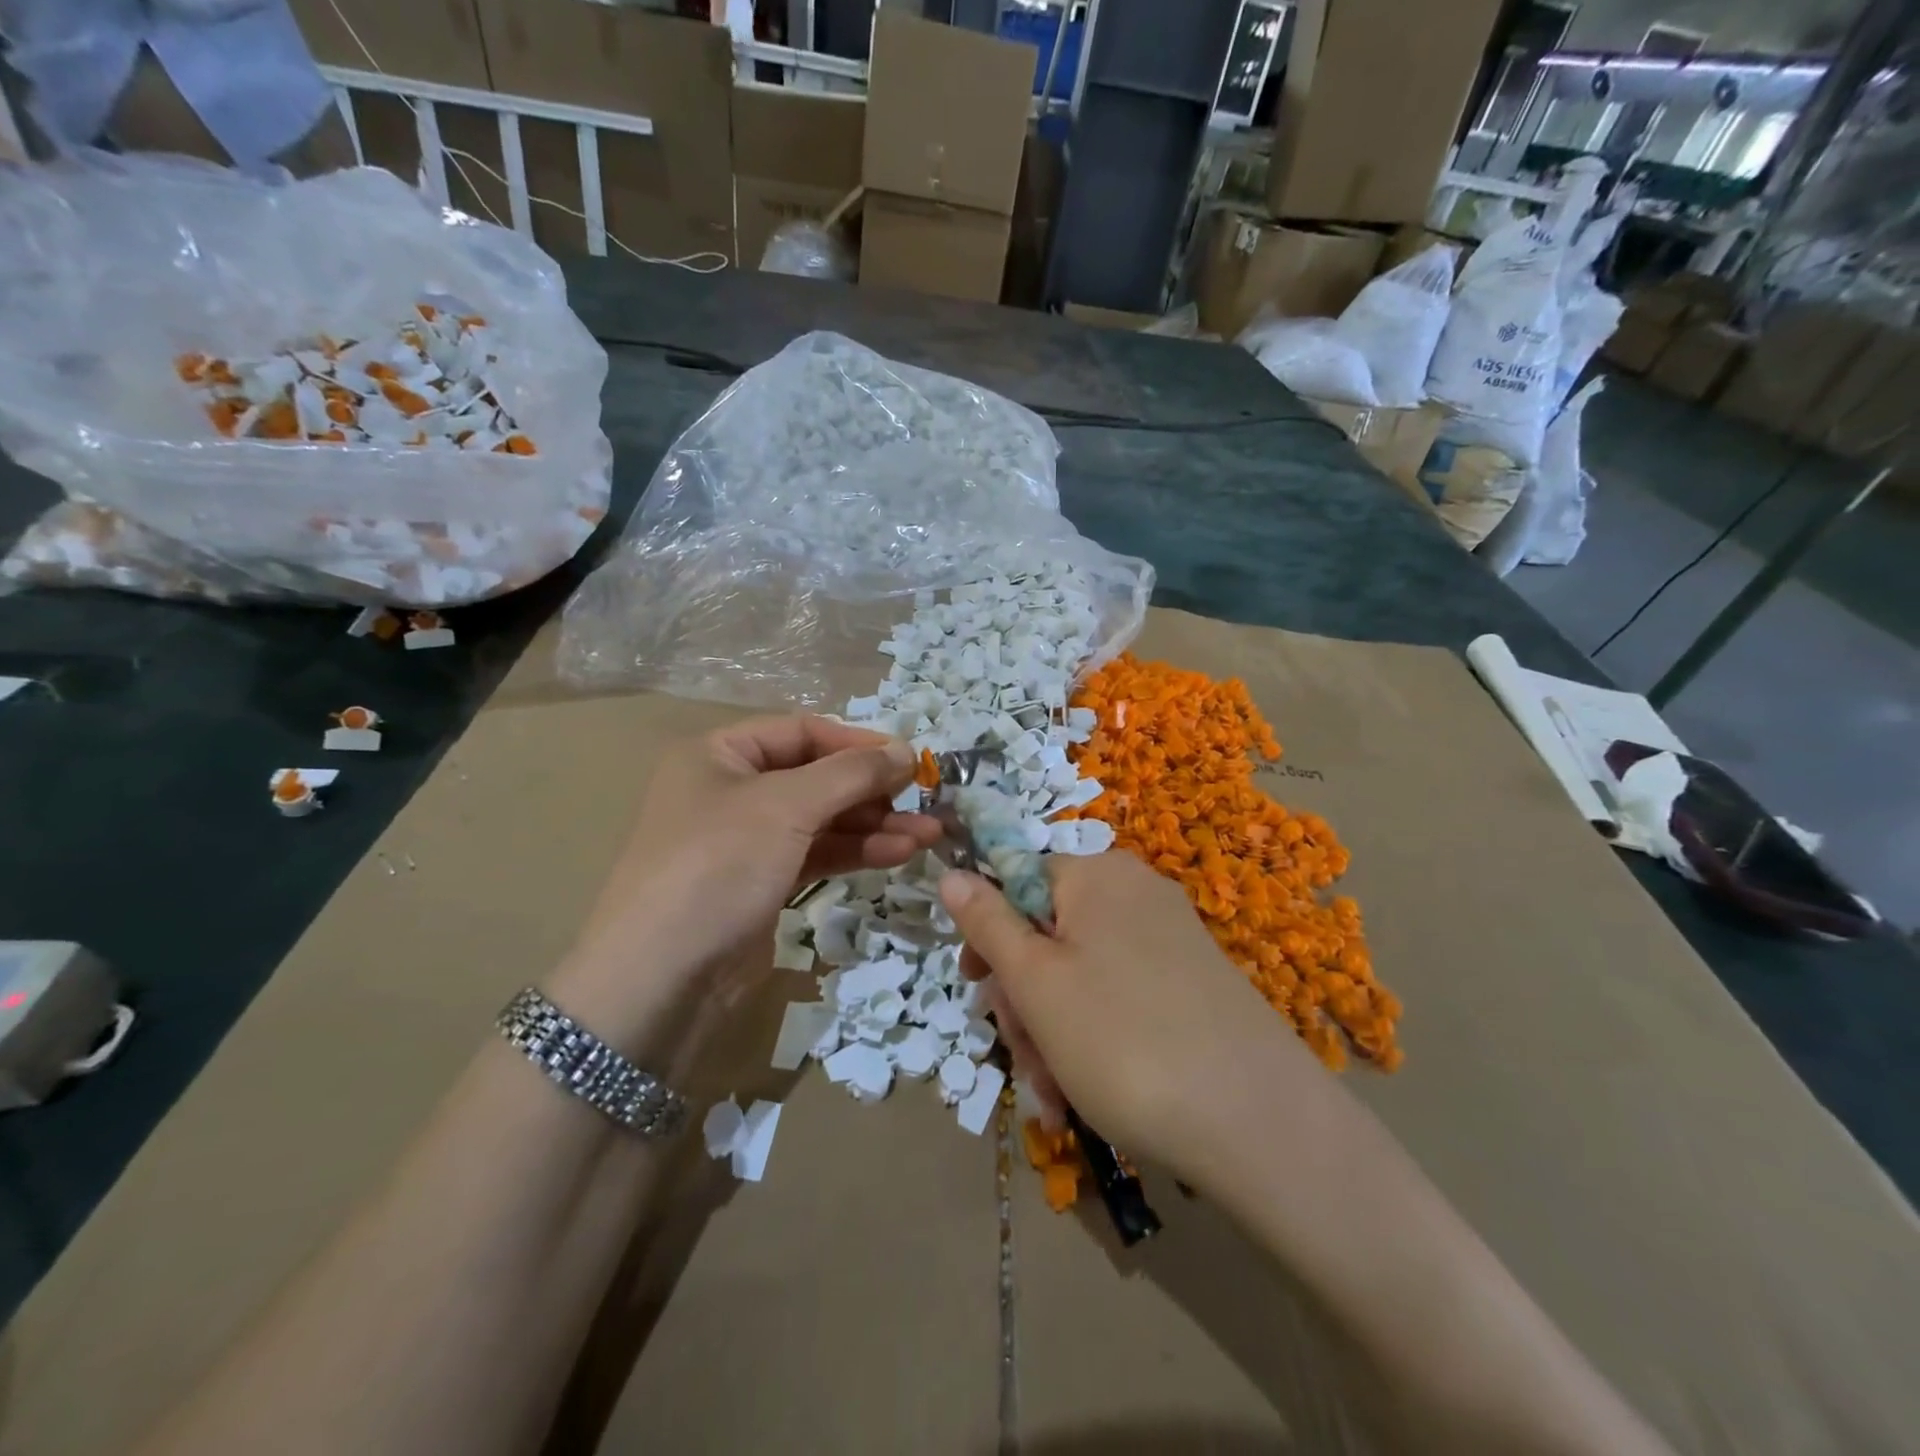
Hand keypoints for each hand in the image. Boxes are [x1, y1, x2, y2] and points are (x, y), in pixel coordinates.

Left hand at [552, 716, 939, 1054]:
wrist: (660, 980)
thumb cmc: (717, 866)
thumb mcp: (786, 806)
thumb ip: (851, 773)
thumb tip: (907, 751)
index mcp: (720, 754)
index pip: (802, 732)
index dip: (858, 743)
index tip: (911, 761)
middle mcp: (731, 790)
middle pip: (816, 777)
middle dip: (873, 790)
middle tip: (927, 802)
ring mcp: (747, 841)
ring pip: (822, 820)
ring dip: (874, 824)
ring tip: (928, 835)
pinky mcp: (761, 884)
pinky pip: (816, 854)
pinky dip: (856, 852)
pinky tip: (898, 854)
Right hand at [941, 852, 1323, 1181]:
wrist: (1260, 1124)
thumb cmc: (1122, 1039)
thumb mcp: (1036, 982)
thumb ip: (987, 923)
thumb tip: (951, 872)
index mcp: (1097, 875)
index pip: (1017, 881)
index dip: (989, 935)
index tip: (978, 987)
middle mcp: (1136, 895)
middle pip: (1049, 934)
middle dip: (1024, 1000)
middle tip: (1025, 1060)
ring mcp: (1170, 940)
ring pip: (1080, 976)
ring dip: (1053, 1034)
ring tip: (1056, 1098)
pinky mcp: (1193, 985)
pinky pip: (1120, 999)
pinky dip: (1094, 1041)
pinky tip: (1086, 1097)